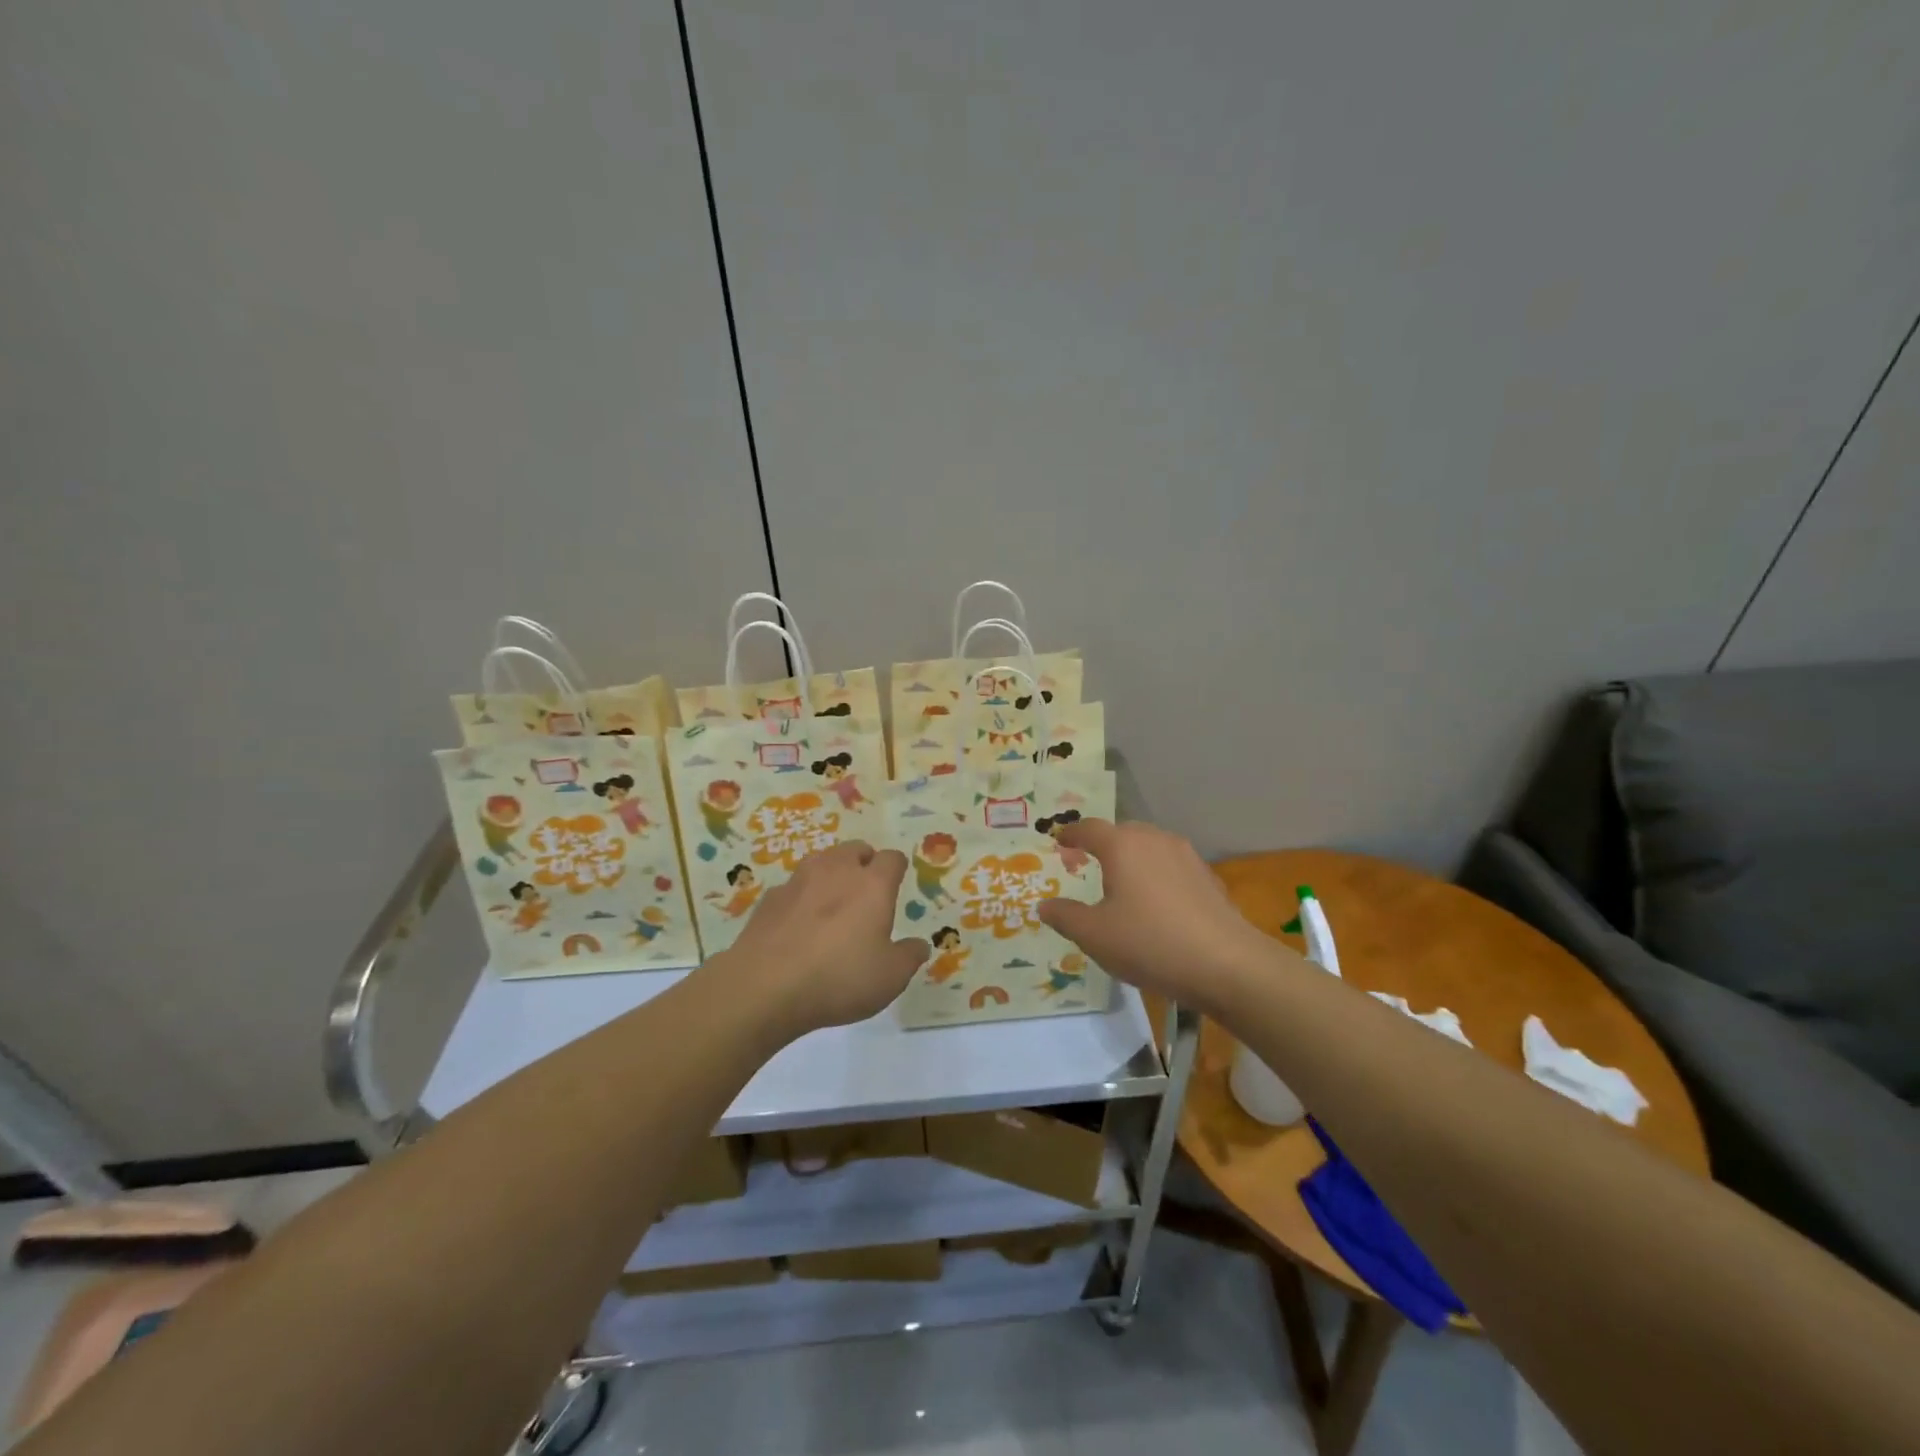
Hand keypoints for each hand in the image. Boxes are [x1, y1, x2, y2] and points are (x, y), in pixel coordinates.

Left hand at [722, 841, 928, 1037]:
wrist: (764, 987)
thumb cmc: (839, 978)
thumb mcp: (889, 978)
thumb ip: (909, 957)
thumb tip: (918, 945)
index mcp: (872, 884)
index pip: (892, 858)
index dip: (897, 868)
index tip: (897, 882)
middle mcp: (837, 871)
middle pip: (856, 849)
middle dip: (864, 863)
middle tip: (867, 891)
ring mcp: (798, 880)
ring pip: (822, 861)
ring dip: (831, 874)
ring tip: (833, 903)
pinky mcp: (770, 898)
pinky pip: (793, 887)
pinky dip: (801, 898)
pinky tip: (799, 925)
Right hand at [1037, 819, 1294, 1014]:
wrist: (1227, 964)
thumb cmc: (1149, 943)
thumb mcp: (1094, 935)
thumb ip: (1065, 916)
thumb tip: (1044, 906)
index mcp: (1122, 846)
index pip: (1089, 829)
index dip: (1071, 834)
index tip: (1059, 840)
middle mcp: (1155, 840)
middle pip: (1122, 833)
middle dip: (1102, 844)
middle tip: (1086, 862)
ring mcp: (1186, 856)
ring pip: (1150, 847)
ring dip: (1132, 859)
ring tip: (1121, 883)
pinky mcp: (1208, 878)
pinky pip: (1171, 867)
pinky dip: (1156, 876)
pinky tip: (1156, 904)